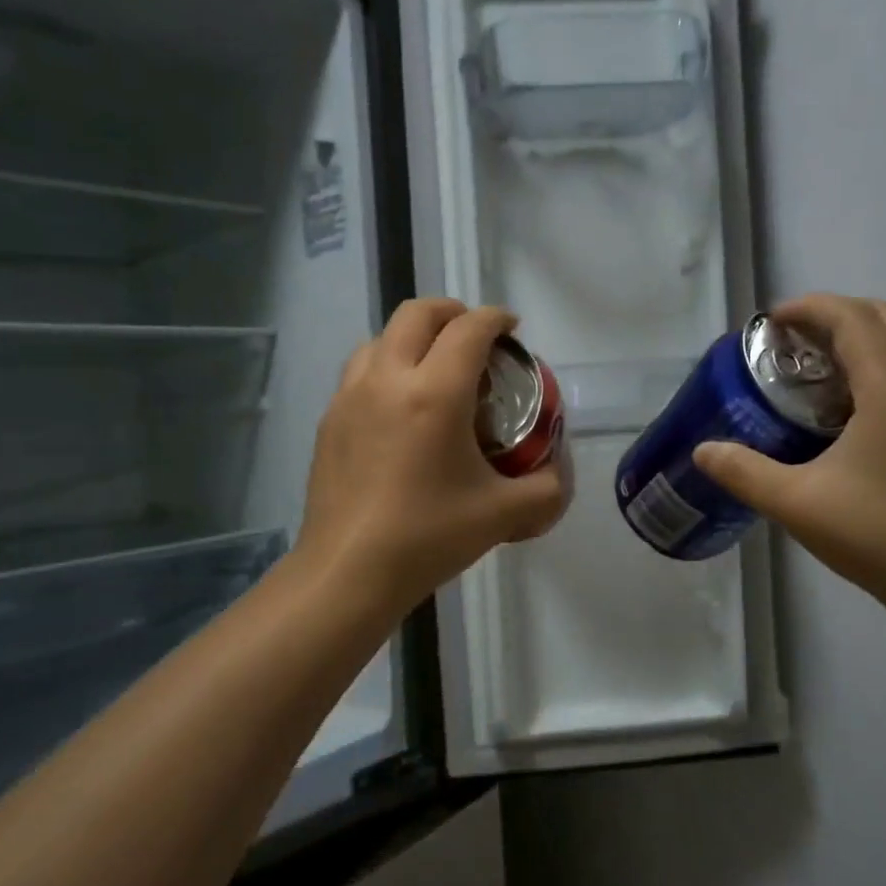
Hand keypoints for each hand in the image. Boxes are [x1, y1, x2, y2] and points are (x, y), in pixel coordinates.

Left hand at [295, 298, 568, 616]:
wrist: (348, 573)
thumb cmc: (428, 537)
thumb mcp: (504, 515)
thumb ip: (546, 489)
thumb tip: (556, 472)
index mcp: (435, 393)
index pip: (469, 329)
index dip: (496, 319)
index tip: (512, 329)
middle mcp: (387, 379)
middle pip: (418, 313)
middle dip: (452, 313)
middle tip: (475, 338)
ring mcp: (349, 397)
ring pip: (380, 338)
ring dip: (412, 337)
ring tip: (433, 367)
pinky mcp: (328, 420)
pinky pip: (359, 372)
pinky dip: (385, 367)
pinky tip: (398, 408)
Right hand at [693, 295, 885, 615]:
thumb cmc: (877, 535)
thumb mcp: (795, 503)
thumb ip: (743, 471)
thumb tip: (703, 450)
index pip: (853, 319)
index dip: (809, 308)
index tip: (770, 322)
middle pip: (884, 316)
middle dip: (834, 313)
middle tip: (789, 338)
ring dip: (858, 335)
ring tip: (811, 364)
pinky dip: (876, 361)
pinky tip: (842, 404)